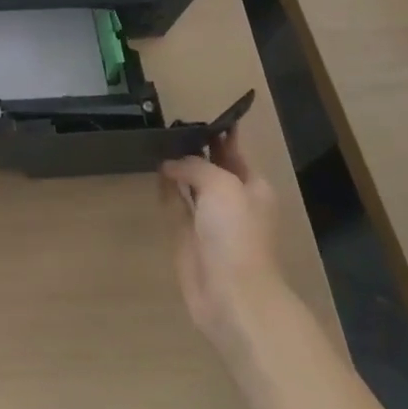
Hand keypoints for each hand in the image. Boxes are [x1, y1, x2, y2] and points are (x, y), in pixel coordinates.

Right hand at [160, 124, 287, 347]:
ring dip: (178, 167)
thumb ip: (195, 166)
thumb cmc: (236, 234)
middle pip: (212, 166)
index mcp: (252, 186)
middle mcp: (232, 199)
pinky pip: (176, 205)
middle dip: (195, 148)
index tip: (197, 114)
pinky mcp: (188, 236)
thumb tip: (170, 165)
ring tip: (156, 143)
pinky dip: (167, 190)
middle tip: (168, 125)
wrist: (232, 294)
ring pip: (191, 184)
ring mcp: (209, 219)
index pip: (234, 150)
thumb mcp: (221, 186)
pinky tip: (155, 174)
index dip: (219, 132)